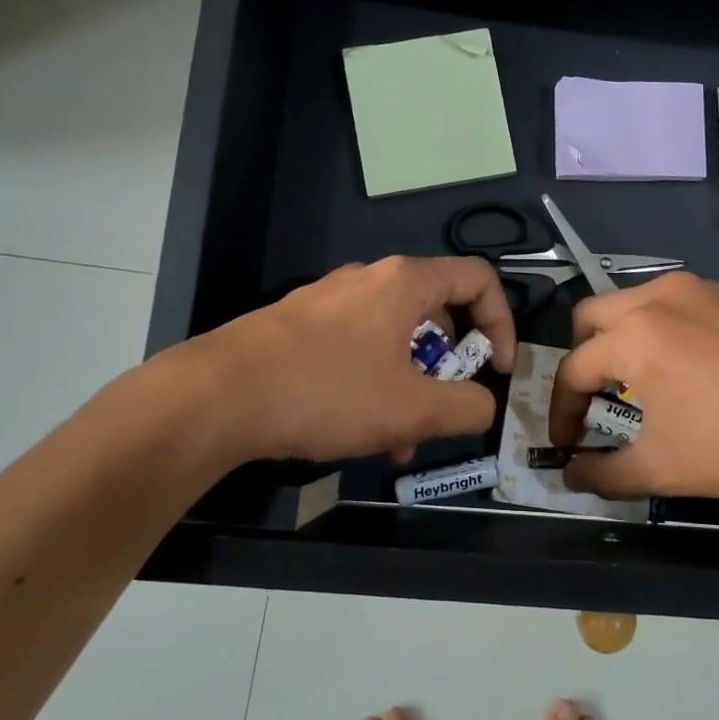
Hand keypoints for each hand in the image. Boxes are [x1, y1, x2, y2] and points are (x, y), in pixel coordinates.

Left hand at [152, 255, 517, 466]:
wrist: (216, 397)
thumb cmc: (327, 392)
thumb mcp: (411, 410)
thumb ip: (467, 408)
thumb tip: (485, 405)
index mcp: (404, 282)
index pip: (479, 279)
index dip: (502, 323)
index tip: (499, 371)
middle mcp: (369, 279)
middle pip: (437, 312)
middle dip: (452, 367)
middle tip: (445, 411)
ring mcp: (330, 300)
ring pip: (395, 338)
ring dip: (411, 385)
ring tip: (399, 440)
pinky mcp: (300, 326)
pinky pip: (358, 348)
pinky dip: (374, 383)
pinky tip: (358, 432)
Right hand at [545, 272, 718, 519]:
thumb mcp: (662, 469)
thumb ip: (603, 474)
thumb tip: (571, 476)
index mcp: (635, 334)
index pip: (574, 369)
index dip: (561, 410)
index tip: (564, 444)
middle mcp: (660, 297)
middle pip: (592, 317)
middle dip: (582, 360)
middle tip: (592, 402)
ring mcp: (700, 290)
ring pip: (633, 304)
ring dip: (619, 340)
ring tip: (635, 386)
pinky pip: (672, 305)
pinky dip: (657, 331)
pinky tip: (682, 372)